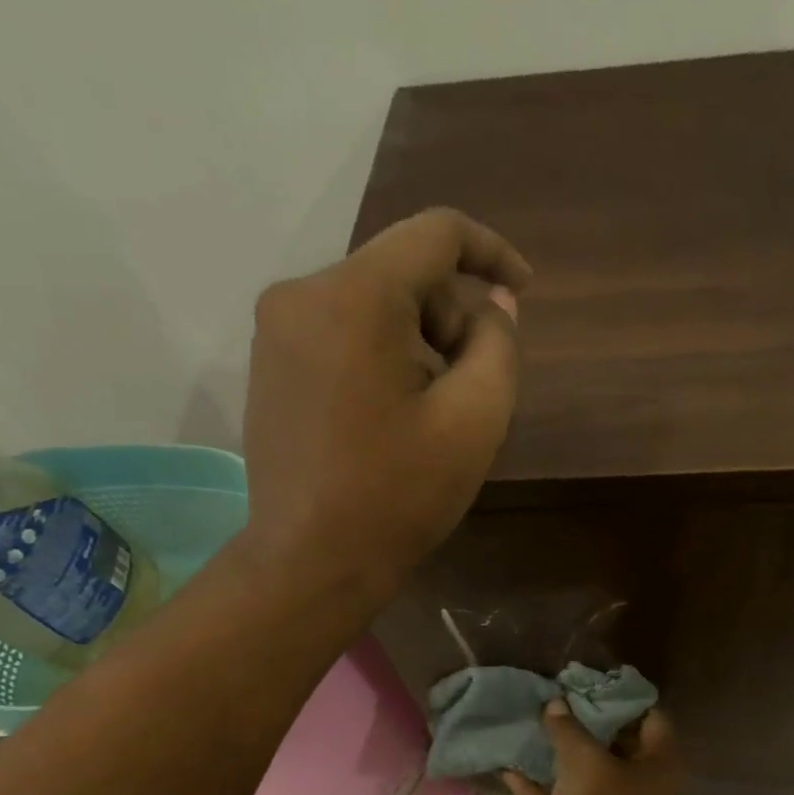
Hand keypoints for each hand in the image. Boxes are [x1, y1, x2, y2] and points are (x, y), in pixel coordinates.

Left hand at [242, 207, 531, 584]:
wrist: (311, 561)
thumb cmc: (399, 494)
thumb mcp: (475, 420)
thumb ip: (498, 345)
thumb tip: (492, 305)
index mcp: (354, 297)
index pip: (435, 234)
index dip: (491, 252)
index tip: (524, 292)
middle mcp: (302, 292)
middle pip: (402, 273)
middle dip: (451, 317)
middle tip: (473, 388)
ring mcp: (276, 329)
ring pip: (372, 304)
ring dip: (419, 342)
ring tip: (432, 413)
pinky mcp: (269, 363)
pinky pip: (341, 332)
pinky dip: (382, 356)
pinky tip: (393, 416)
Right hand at [503, 699, 682, 794]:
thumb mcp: (584, 758)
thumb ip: (568, 728)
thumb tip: (556, 703)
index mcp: (658, 763)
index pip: (651, 717)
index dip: (624, 698)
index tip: (594, 682)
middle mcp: (640, 784)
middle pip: (616, 744)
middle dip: (588, 723)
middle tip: (560, 699)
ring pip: (585, 774)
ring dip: (561, 754)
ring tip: (534, 725)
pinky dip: (538, 787)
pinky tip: (508, 768)